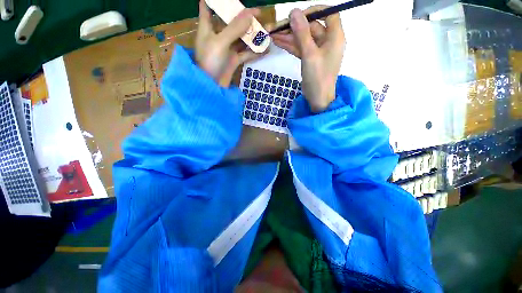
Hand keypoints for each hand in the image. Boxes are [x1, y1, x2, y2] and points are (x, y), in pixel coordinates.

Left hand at [195, 0, 263, 86]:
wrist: (212, 87)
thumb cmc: (210, 62)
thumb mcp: (220, 42)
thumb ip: (234, 28)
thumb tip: (250, 14)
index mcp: (208, 27)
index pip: (208, 6)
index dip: (217, 1)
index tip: (232, 0)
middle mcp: (218, 36)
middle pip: (231, 21)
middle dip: (244, 17)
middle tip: (259, 15)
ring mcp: (227, 49)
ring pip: (241, 38)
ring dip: (253, 35)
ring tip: (267, 31)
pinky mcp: (234, 60)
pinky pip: (246, 53)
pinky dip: (255, 51)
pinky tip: (266, 49)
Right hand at [270, 6, 344, 111]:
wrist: (318, 99)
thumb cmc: (318, 77)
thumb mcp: (309, 54)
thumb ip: (302, 33)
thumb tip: (294, 12)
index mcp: (335, 36)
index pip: (328, 14)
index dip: (313, 11)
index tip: (298, 15)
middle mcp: (328, 41)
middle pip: (311, 27)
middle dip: (294, 27)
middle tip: (276, 28)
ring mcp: (318, 51)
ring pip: (303, 38)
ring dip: (289, 37)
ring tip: (272, 35)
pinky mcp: (310, 59)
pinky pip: (300, 48)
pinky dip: (290, 46)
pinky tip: (278, 42)